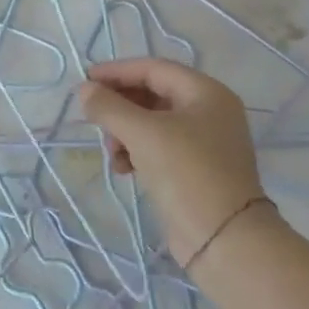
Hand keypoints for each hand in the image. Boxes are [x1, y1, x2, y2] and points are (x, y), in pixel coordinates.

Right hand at [79, 58, 267, 266]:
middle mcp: (209, 112)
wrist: (225, 240)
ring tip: (111, 151)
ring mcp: (205, 143)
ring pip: (153, 123)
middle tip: (93, 118)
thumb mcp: (143, 134)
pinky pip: (159, 148)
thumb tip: (84, 90)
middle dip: (120, 106)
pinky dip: (137, 152)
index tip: (85, 80)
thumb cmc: (187, 173)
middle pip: (153, 95)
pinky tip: (123, 169)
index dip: (117, 71)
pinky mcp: (196, 170)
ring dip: (125, 132)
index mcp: (206, 93)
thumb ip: (109, 107)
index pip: (153, 69)